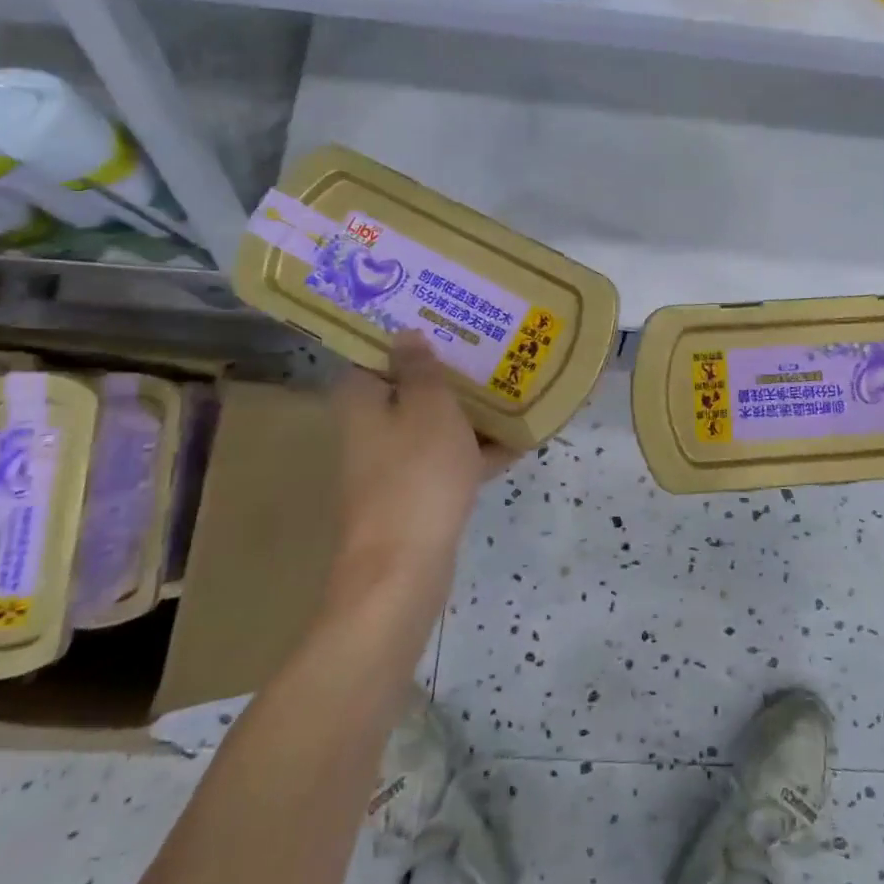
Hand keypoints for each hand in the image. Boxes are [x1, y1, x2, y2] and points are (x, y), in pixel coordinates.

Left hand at [331, 330, 518, 573]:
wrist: (404, 566)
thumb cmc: (416, 472)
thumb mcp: (428, 406)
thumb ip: (421, 367)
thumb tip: (406, 333)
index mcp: (363, 400)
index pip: (376, 354)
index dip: (407, 334)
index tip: (443, 318)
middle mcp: (371, 429)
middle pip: (410, 389)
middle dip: (447, 372)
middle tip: (487, 348)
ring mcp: (393, 465)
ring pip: (433, 425)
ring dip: (468, 412)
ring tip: (511, 387)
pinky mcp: (416, 495)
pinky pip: (450, 460)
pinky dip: (478, 451)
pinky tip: (520, 439)